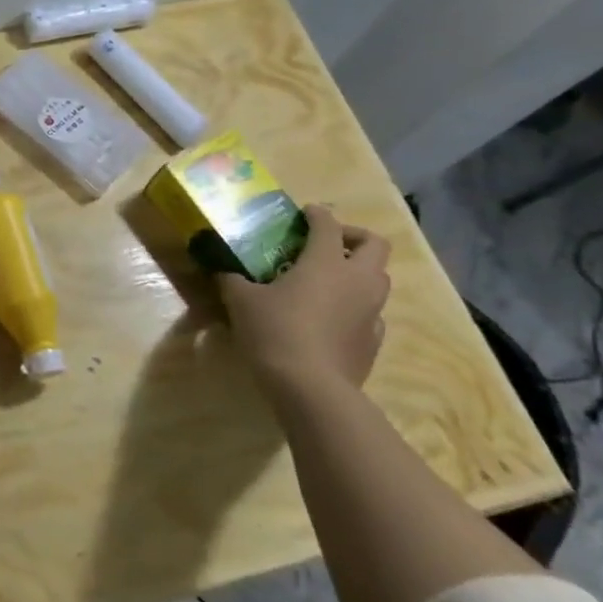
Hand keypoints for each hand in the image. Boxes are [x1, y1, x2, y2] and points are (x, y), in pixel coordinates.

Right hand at [217, 205, 390, 400]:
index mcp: (326, 262)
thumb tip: (223, 270)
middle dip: (353, 237)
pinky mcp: (374, 339)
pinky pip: (372, 312)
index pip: (328, 224)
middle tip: (326, 244)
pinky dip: (356, 306)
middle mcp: (357, 280)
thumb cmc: (275, 331)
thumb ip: (233, 279)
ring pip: (379, 279)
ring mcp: (372, 311)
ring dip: (358, 271)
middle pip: (374, 245)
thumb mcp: (241, 300)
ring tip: (328, 280)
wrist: (311, 387)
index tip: (304, 214)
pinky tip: (332, 317)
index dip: (316, 215)